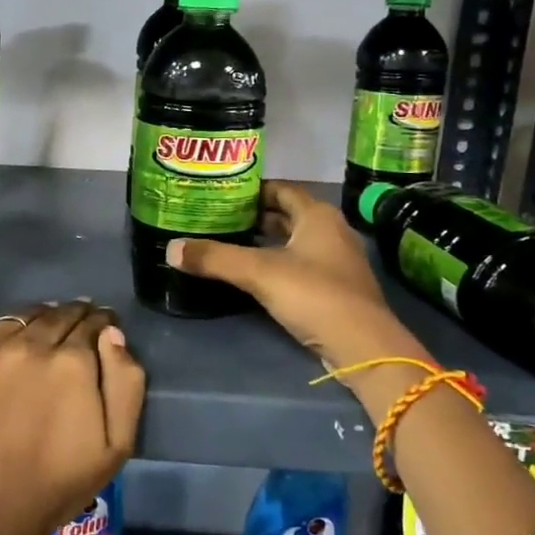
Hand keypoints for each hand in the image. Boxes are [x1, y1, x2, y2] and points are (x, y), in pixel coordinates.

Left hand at [0, 301, 145, 534]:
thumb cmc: (59, 484)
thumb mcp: (117, 445)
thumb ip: (126, 382)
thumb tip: (112, 334)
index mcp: (71, 361)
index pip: (91, 321)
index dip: (100, 322)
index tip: (101, 327)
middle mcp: (28, 345)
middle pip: (55, 314)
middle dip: (71, 316)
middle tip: (74, 328)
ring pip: (18, 317)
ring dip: (35, 321)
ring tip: (38, 335)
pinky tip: (1, 349)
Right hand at [165, 181, 430, 374]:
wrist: (364, 346)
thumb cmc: (314, 294)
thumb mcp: (259, 272)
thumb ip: (215, 258)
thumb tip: (170, 248)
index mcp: (318, 215)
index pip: (281, 189)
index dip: (252, 189)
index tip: (221, 193)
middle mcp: (331, 231)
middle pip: (287, 215)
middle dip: (254, 216)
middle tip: (218, 218)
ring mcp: (336, 261)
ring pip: (293, 241)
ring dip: (265, 241)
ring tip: (228, 243)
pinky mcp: (336, 288)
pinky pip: (300, 265)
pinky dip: (277, 263)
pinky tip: (253, 274)